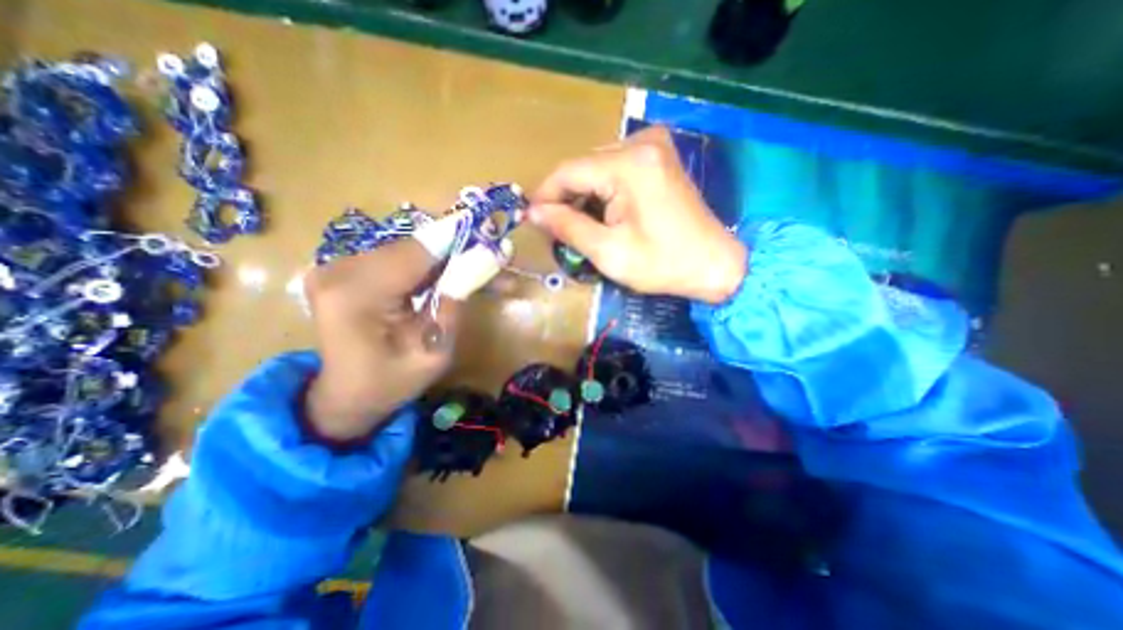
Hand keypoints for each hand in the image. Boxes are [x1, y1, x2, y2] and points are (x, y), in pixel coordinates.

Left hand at [300, 239, 491, 440]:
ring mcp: (336, 266)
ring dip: (446, 258)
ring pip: (409, 249)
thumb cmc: (390, 384)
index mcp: (355, 297)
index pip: (416, 253)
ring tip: (479, 270)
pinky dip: (428, 264)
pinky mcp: (344, 268)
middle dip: (458, 251)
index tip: (496, 241)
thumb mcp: (433, 354)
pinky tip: (449, 275)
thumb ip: (453, 307)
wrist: (345, 396)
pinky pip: (398, 257)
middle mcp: (338, 271)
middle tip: (496, 262)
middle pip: (414, 247)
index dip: (459, 241)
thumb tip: (481, 262)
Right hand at [528, 126, 743, 300]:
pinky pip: (615, 168)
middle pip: (582, 167)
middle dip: (565, 198)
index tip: (532, 220)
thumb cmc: (662, 264)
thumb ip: (567, 227)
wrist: (714, 264)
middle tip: (556, 230)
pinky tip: (602, 214)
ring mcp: (653, 146)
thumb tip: (533, 213)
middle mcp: (640, 143)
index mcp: (629, 164)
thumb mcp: (608, 251)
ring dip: (582, 196)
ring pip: (597, 168)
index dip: (545, 196)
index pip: (568, 171)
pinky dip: (602, 191)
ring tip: (578, 226)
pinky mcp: (658, 157)